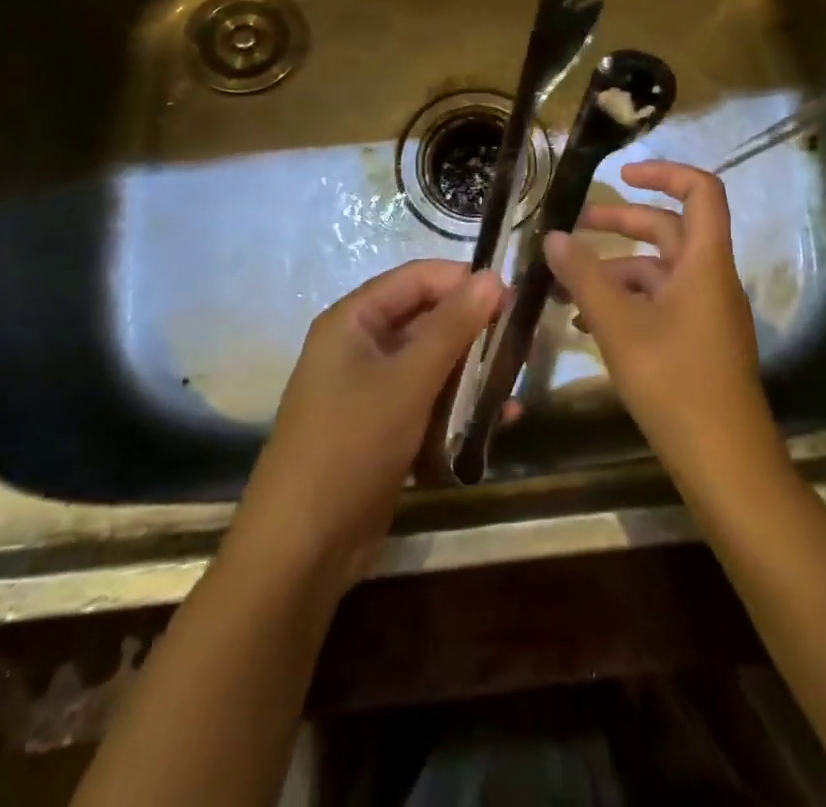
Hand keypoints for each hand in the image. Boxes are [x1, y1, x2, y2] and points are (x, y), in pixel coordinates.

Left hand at [229, 261, 503, 588]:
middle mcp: (360, 346)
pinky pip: (428, 401)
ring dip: (472, 370)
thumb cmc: (352, 445)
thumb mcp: (408, 380)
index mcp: (353, 321)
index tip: (513, 296)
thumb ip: (452, 326)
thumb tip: (492, 276)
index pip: (416, 279)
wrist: (302, 549)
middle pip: (426, 319)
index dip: (463, 281)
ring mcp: (370, 390)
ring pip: (431, 362)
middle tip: (523, 339)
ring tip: (516, 380)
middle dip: (473, 328)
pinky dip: (458, 406)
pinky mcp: (383, 428)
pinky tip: (498, 420)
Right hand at [543, 161, 784, 490]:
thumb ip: (585, 277)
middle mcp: (711, 279)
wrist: (727, 465)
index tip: (622, 175)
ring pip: (659, 271)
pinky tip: (587, 323)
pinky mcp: (699, 341)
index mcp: (705, 262)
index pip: (701, 191)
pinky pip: (661, 303)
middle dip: (622, 222)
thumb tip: (554, 235)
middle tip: (575, 226)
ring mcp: (707, 312)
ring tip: (565, 284)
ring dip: (615, 269)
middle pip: (670, 229)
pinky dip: (627, 301)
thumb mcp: (620, 326)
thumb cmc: (675, 384)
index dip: (665, 172)